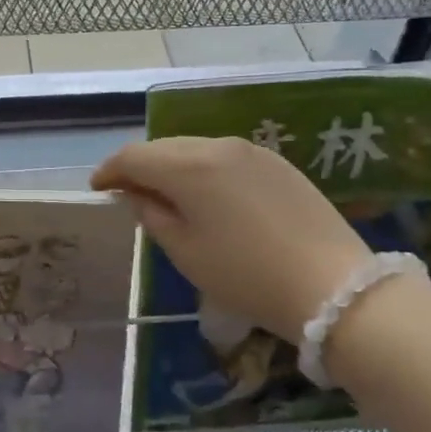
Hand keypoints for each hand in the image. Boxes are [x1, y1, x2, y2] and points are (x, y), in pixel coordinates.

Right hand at [91, 137, 370, 344]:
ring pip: (197, 148)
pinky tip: (209, 195)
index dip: (110, 171)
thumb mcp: (186, 252)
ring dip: (174, 166)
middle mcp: (218, 145)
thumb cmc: (245, 275)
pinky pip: (226, 157)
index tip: (98, 189)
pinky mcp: (278, 163)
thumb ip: (152, 215)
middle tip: (128, 192)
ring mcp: (252, 151)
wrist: (332, 285)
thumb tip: (135, 194)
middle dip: (141, 166)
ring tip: (167, 194)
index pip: (134, 156)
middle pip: (165, 147)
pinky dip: (206, 170)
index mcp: (189, 166)